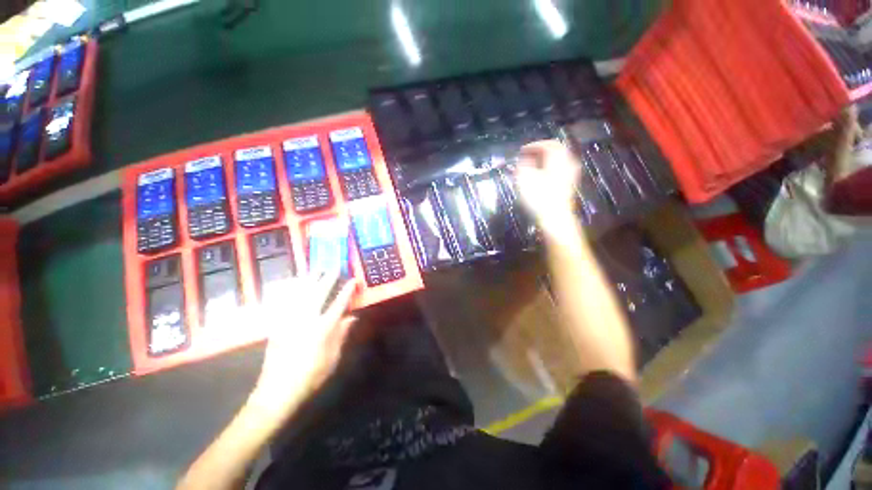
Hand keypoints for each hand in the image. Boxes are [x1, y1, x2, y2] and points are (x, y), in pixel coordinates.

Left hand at [249, 269, 356, 419]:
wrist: (277, 391)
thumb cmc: (311, 376)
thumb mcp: (333, 358)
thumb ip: (342, 334)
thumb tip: (352, 317)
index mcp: (323, 328)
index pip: (339, 303)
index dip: (347, 290)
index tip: (353, 279)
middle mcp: (307, 319)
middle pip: (319, 293)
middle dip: (328, 278)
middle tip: (334, 267)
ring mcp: (290, 320)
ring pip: (301, 293)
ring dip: (310, 279)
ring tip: (316, 269)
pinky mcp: (278, 325)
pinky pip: (287, 302)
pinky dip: (294, 290)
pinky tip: (297, 285)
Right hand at [515, 140, 580, 237]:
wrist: (555, 217)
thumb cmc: (538, 197)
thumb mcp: (524, 178)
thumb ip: (523, 164)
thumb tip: (523, 159)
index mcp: (557, 158)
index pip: (547, 144)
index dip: (533, 145)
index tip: (521, 151)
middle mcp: (567, 163)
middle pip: (556, 150)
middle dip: (540, 151)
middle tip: (528, 156)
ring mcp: (570, 174)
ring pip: (558, 159)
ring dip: (545, 160)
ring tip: (533, 165)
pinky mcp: (569, 184)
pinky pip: (560, 169)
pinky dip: (549, 168)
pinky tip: (541, 176)